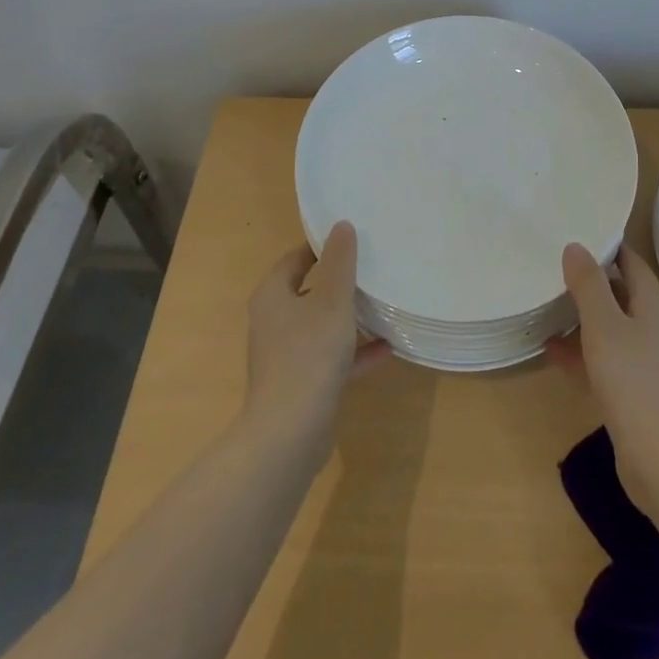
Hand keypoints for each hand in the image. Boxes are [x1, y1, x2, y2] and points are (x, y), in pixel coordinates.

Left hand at [243, 222, 388, 453]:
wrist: (290, 433)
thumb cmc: (309, 354)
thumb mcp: (332, 301)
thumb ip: (340, 262)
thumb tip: (342, 225)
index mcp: (272, 295)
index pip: (295, 258)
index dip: (321, 246)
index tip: (352, 238)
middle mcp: (274, 322)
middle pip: (308, 291)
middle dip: (339, 281)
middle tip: (371, 266)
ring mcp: (286, 355)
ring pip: (321, 325)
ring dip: (349, 317)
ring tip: (382, 304)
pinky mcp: (302, 383)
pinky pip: (331, 357)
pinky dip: (355, 351)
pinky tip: (386, 348)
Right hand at [549, 243, 658, 501]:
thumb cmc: (634, 382)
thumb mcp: (604, 326)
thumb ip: (589, 285)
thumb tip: (575, 246)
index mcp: (651, 305)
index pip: (630, 262)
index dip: (607, 246)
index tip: (576, 231)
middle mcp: (649, 328)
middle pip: (618, 293)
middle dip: (588, 280)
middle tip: (552, 263)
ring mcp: (641, 362)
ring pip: (607, 327)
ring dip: (580, 316)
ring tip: (544, 301)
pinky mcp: (630, 392)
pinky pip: (600, 359)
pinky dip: (578, 351)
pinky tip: (549, 349)